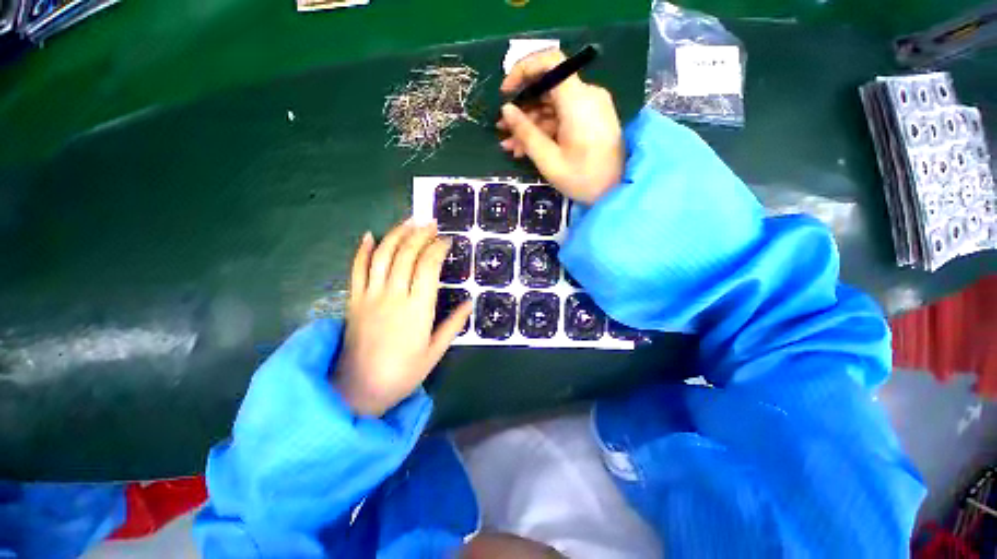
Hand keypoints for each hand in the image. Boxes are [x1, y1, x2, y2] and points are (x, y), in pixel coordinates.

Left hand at [335, 221, 472, 416]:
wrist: (357, 390)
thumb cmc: (402, 373)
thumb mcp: (435, 352)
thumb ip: (453, 324)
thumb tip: (470, 302)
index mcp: (417, 310)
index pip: (428, 267)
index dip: (438, 249)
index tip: (447, 240)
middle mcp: (393, 296)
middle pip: (406, 255)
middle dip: (420, 235)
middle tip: (431, 223)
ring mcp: (370, 296)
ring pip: (382, 256)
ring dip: (396, 234)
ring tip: (408, 221)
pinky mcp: (353, 300)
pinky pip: (356, 270)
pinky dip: (362, 250)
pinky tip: (370, 235)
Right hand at [497, 48, 624, 203]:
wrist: (616, 192)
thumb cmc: (583, 179)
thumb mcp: (549, 159)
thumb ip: (526, 132)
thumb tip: (506, 110)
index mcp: (578, 100)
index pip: (550, 62)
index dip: (523, 70)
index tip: (505, 93)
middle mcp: (586, 95)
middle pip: (548, 88)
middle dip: (522, 108)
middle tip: (502, 129)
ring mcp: (590, 108)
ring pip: (553, 106)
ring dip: (530, 124)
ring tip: (510, 146)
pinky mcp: (591, 120)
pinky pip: (563, 118)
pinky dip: (545, 130)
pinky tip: (527, 148)